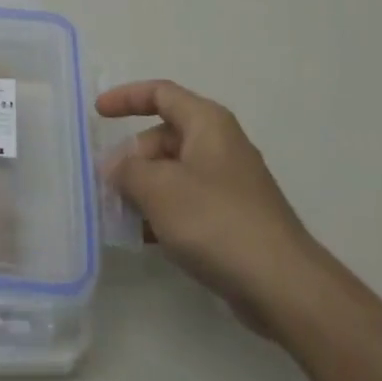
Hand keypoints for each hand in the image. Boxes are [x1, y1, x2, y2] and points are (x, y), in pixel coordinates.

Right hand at [96, 79, 318, 332]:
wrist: (283, 286)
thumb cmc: (217, 222)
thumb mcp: (159, 189)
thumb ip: (127, 170)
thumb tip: (114, 165)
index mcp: (207, 123)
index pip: (161, 93)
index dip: (126, 97)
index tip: (98, 112)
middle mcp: (220, 145)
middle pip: (164, 136)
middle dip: (133, 157)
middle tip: (108, 185)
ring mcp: (229, 183)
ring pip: (174, 173)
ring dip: (144, 189)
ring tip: (119, 215)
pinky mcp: (234, 218)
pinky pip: (188, 202)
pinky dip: (164, 212)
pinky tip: (146, 239)